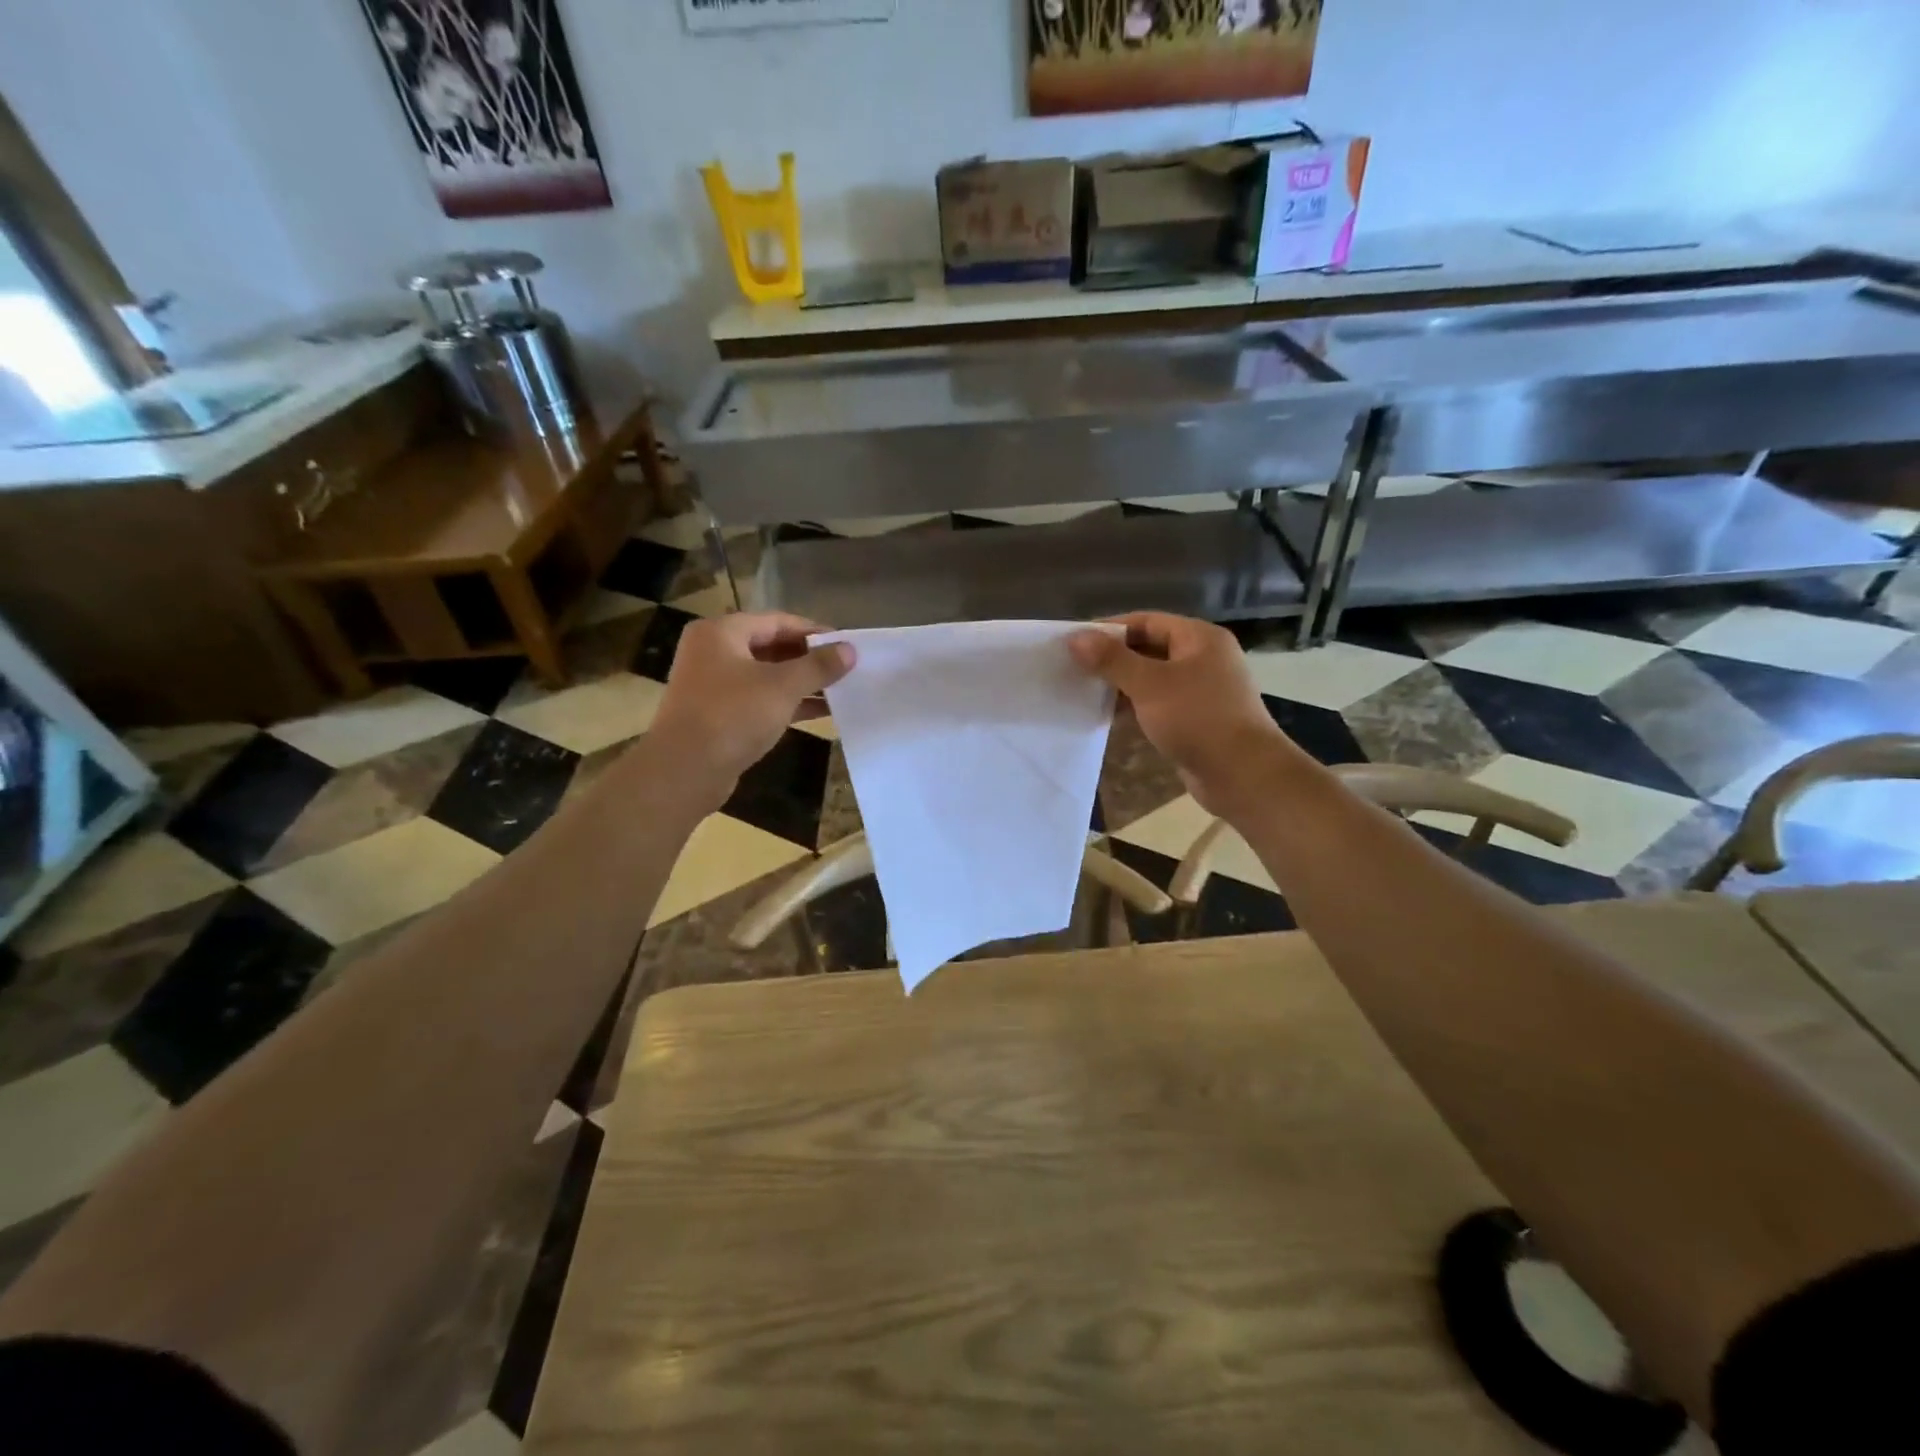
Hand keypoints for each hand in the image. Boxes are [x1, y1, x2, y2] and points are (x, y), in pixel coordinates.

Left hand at [648, 612, 854, 793]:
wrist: (685, 771)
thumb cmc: (733, 715)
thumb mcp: (783, 686)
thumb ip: (818, 666)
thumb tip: (850, 650)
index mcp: (722, 632)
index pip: (778, 621)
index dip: (815, 632)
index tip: (847, 645)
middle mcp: (713, 652)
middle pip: (771, 647)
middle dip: (810, 659)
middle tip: (846, 668)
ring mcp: (714, 685)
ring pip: (767, 676)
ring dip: (802, 683)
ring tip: (841, 690)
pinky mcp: (719, 715)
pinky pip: (760, 700)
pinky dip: (788, 703)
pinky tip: (822, 712)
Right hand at [1069, 612, 1309, 814]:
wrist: (1242, 774)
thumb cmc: (1197, 718)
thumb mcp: (1149, 684)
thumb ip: (1111, 660)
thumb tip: (1075, 637)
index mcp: (1199, 638)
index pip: (1146, 621)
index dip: (1109, 629)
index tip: (1076, 643)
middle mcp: (1203, 658)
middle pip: (1149, 648)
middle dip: (1113, 659)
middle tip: (1075, 669)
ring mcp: (1202, 690)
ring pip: (1153, 679)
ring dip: (1122, 685)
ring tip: (1085, 692)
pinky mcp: (1196, 719)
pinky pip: (1159, 704)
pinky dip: (1136, 706)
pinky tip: (1109, 716)